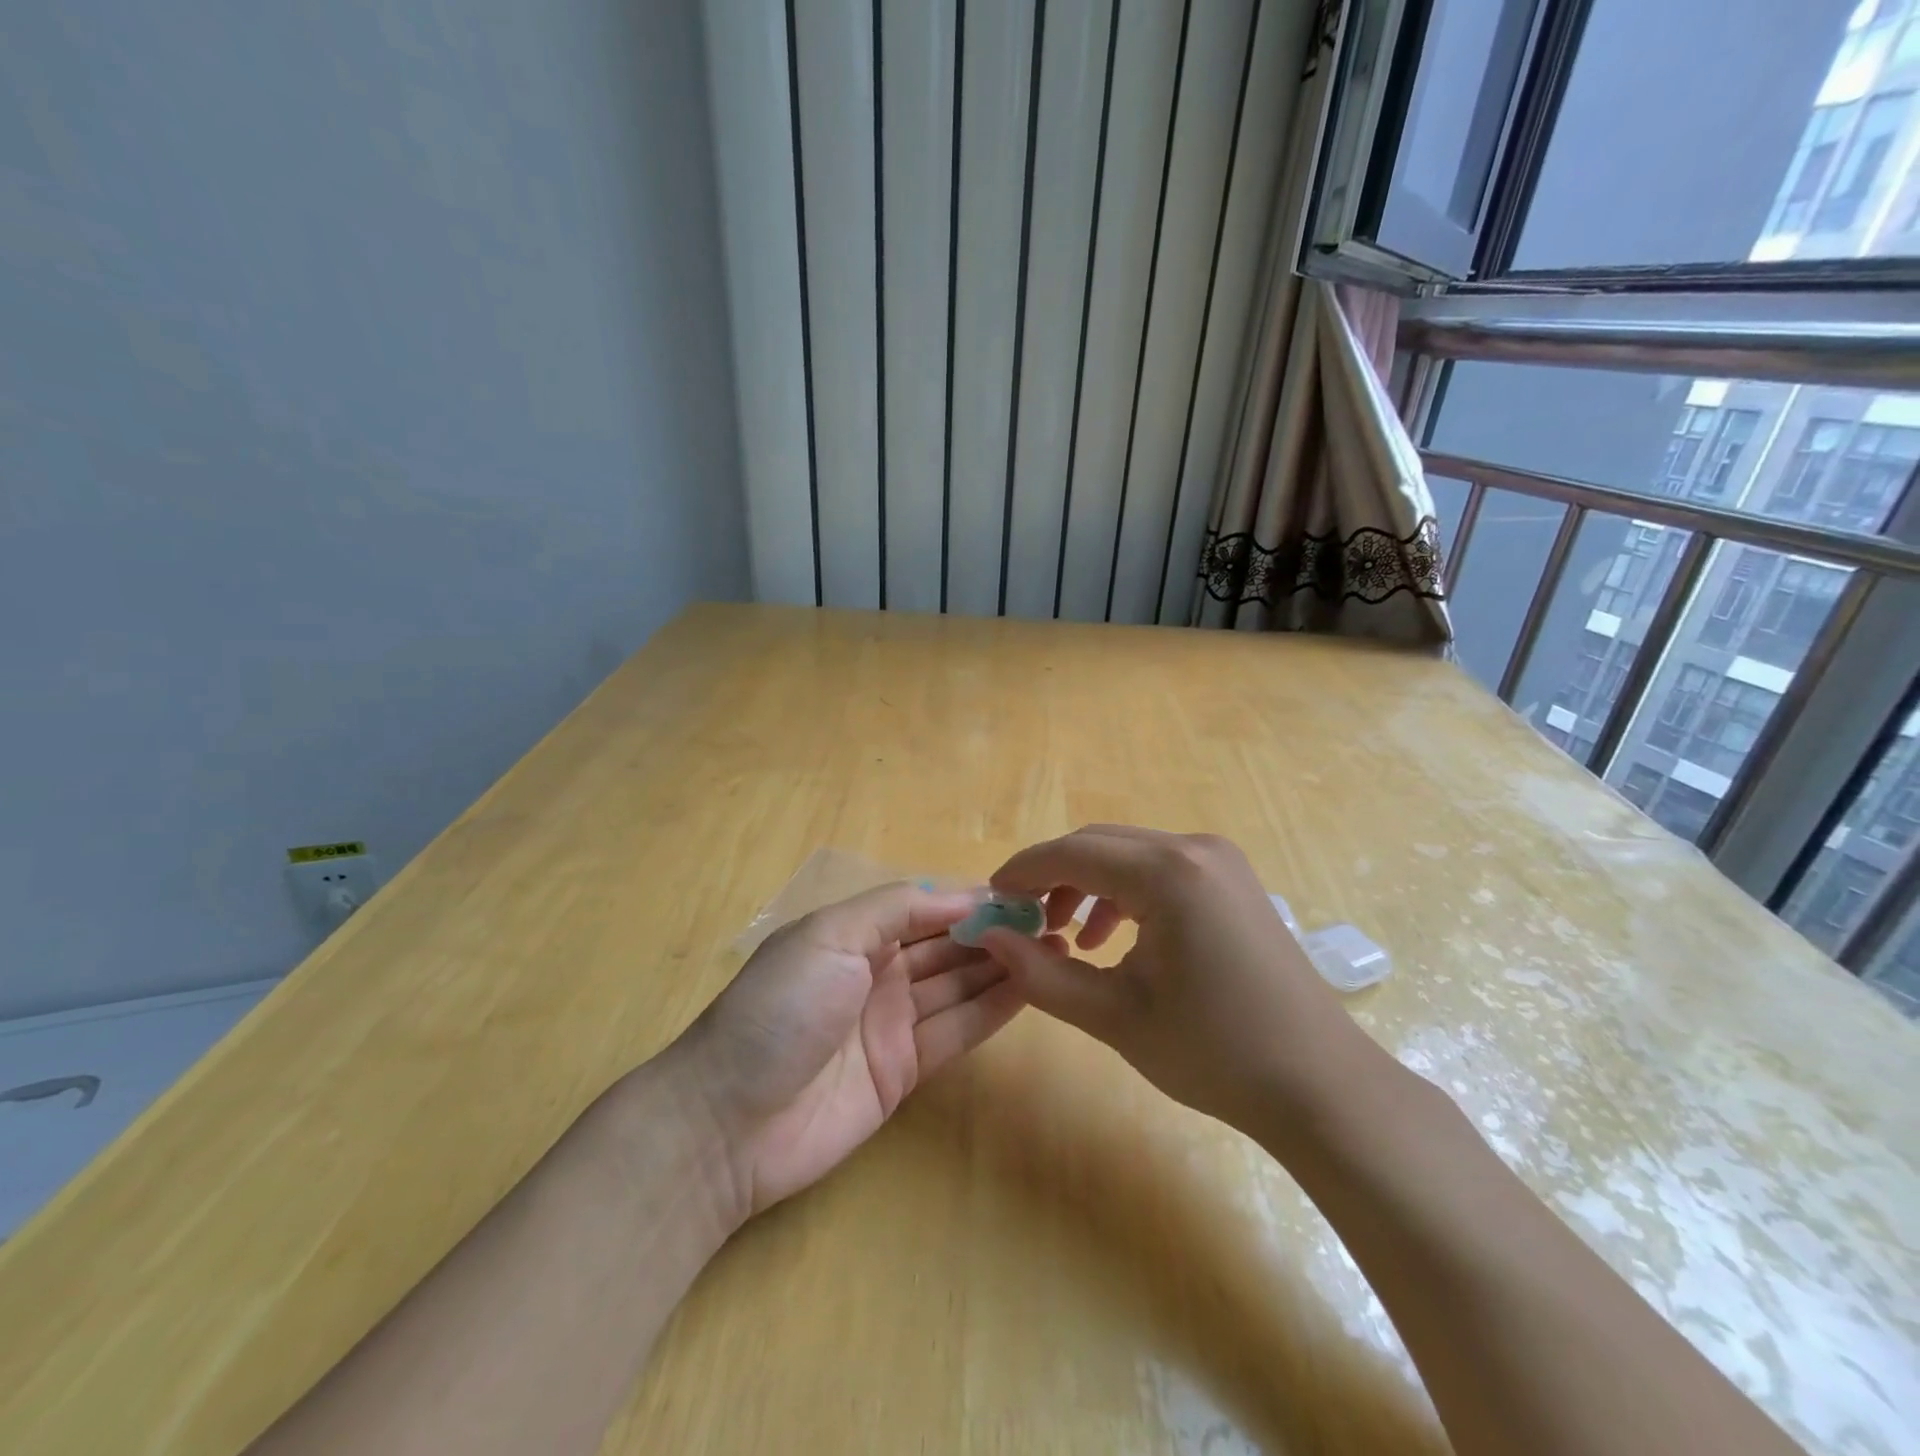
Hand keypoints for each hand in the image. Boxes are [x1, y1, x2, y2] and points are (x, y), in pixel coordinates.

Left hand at [671, 883, 1025, 1222]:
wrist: (728, 1123)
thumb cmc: (778, 1010)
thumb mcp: (829, 936)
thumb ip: (895, 908)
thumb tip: (963, 894)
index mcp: (853, 933)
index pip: (925, 907)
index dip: (971, 900)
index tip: (1023, 897)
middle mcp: (875, 972)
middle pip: (945, 946)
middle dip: (993, 933)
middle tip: (1053, 925)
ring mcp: (890, 1023)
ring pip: (957, 986)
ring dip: (1001, 968)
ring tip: (1055, 952)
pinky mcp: (903, 1070)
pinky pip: (955, 1031)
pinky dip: (991, 1010)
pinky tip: (1029, 990)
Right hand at [979, 825, 1381, 1134]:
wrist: (1319, 1085)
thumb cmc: (1213, 1053)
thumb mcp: (1113, 1016)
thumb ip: (1040, 974)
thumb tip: (988, 938)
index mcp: (1167, 873)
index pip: (1071, 853)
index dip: (1022, 872)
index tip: (990, 900)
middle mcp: (1194, 848)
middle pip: (1098, 844)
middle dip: (1052, 876)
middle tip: (1021, 921)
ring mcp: (1220, 860)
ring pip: (1128, 854)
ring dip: (1086, 884)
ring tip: (1064, 936)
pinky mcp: (1232, 880)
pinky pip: (1159, 869)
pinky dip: (1124, 893)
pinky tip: (1112, 938)